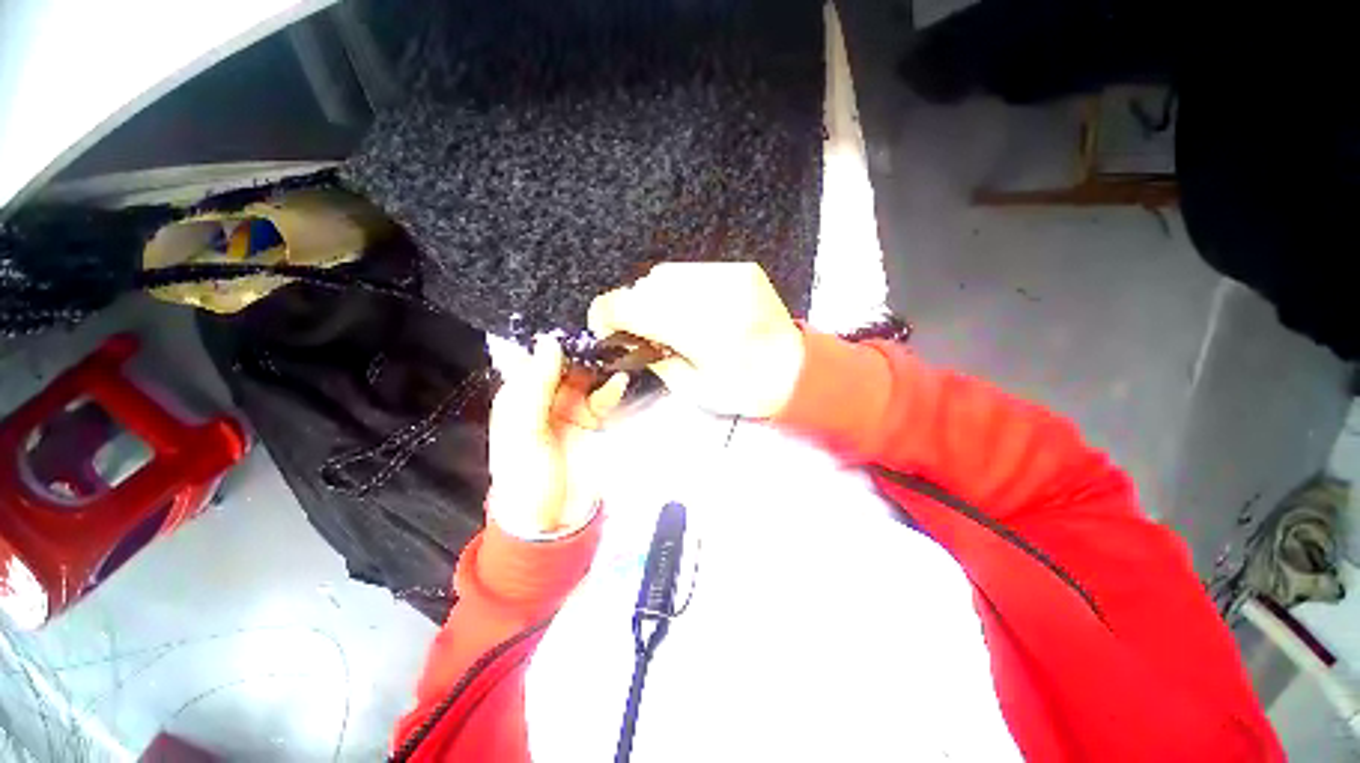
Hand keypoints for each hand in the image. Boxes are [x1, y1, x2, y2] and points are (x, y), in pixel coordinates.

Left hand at [488, 337, 627, 537]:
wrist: (553, 519)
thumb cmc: (527, 477)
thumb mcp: (525, 432)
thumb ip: (537, 387)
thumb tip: (550, 342)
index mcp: (518, 396)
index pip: (530, 357)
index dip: (547, 337)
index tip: (569, 316)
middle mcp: (544, 396)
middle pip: (562, 363)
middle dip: (579, 348)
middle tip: (600, 330)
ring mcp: (571, 407)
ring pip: (586, 376)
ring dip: (599, 365)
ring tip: (616, 351)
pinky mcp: (592, 418)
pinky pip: (603, 396)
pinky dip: (612, 388)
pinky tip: (620, 380)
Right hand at [588, 262, 804, 417]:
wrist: (796, 371)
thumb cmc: (744, 390)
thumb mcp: (692, 388)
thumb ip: (655, 356)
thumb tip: (630, 336)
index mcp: (700, 332)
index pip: (632, 306)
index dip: (606, 313)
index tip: (604, 326)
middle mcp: (713, 295)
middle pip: (648, 285)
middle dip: (636, 307)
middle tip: (645, 330)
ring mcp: (731, 277)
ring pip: (668, 273)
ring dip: (658, 295)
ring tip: (674, 319)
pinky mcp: (742, 270)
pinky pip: (694, 270)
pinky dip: (683, 288)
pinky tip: (696, 308)